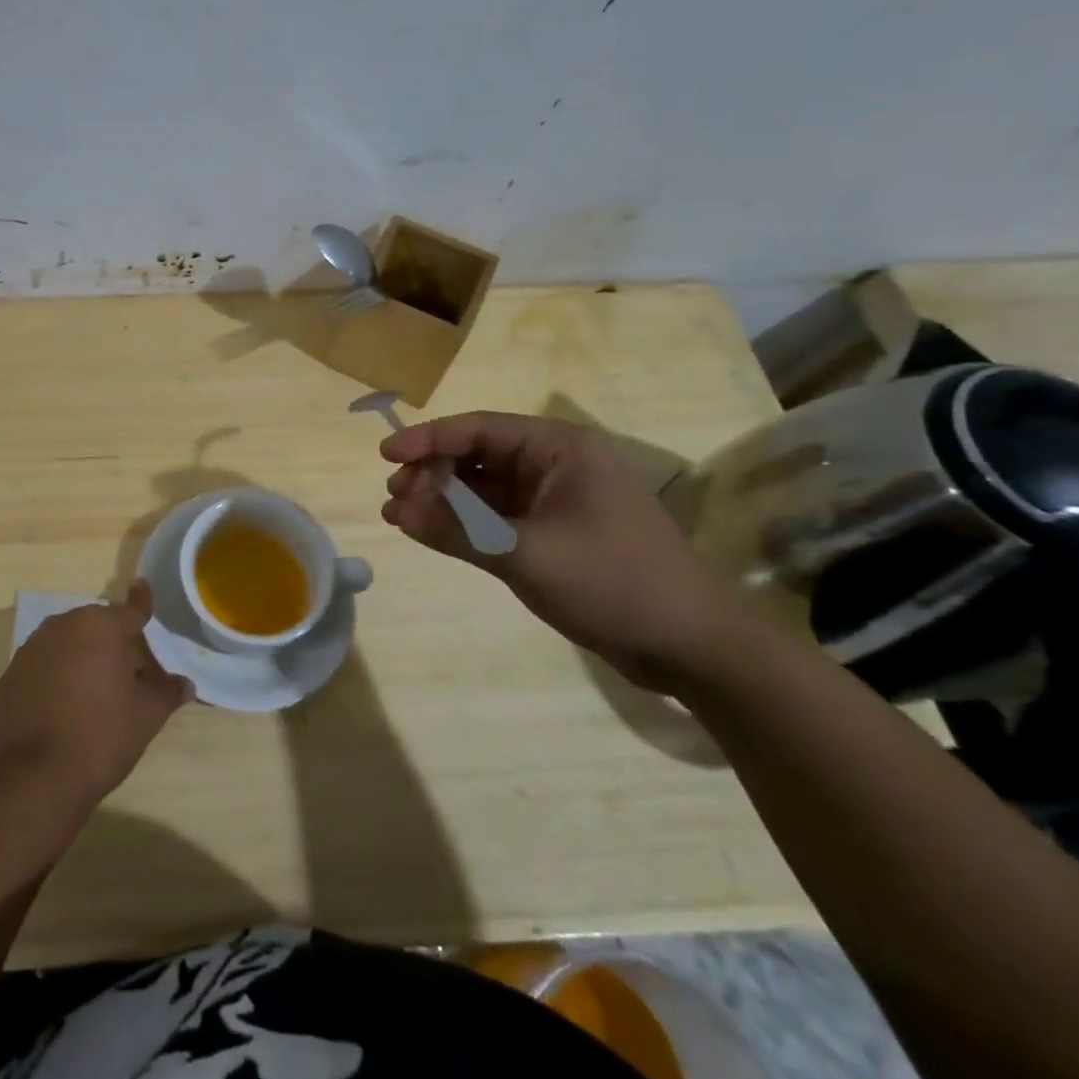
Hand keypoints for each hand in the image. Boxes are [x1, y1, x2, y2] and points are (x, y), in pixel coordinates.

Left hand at [0, 580, 192, 806]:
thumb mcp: (145, 717)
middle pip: (97, 628)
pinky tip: (63, 710)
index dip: (142, 603)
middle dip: (115, 644)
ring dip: (83, 659)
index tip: (142, 587)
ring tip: (97, 695)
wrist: (33, 780)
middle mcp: (61, 627)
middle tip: (132, 676)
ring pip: (67, 645)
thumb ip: (166, 692)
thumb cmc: (100, 738)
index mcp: (99, 627)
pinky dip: (55, 679)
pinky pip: (42, 669)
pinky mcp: (7, 679)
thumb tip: (184, 683)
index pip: (130, 610)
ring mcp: (29, 651)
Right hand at [380, 411, 737, 692]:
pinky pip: (499, 516)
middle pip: (479, 455)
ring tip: (401, 516)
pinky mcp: (557, 531)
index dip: (428, 439)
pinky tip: (434, 533)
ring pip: (486, 487)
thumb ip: (456, 530)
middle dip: (433, 473)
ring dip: (445, 499)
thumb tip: (395, 511)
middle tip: (393, 497)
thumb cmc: (613, 584)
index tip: (385, 456)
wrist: (693, 648)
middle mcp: (558, 464)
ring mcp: (558, 499)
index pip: (480, 430)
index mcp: (561, 450)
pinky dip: (466, 523)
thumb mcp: (525, 555)